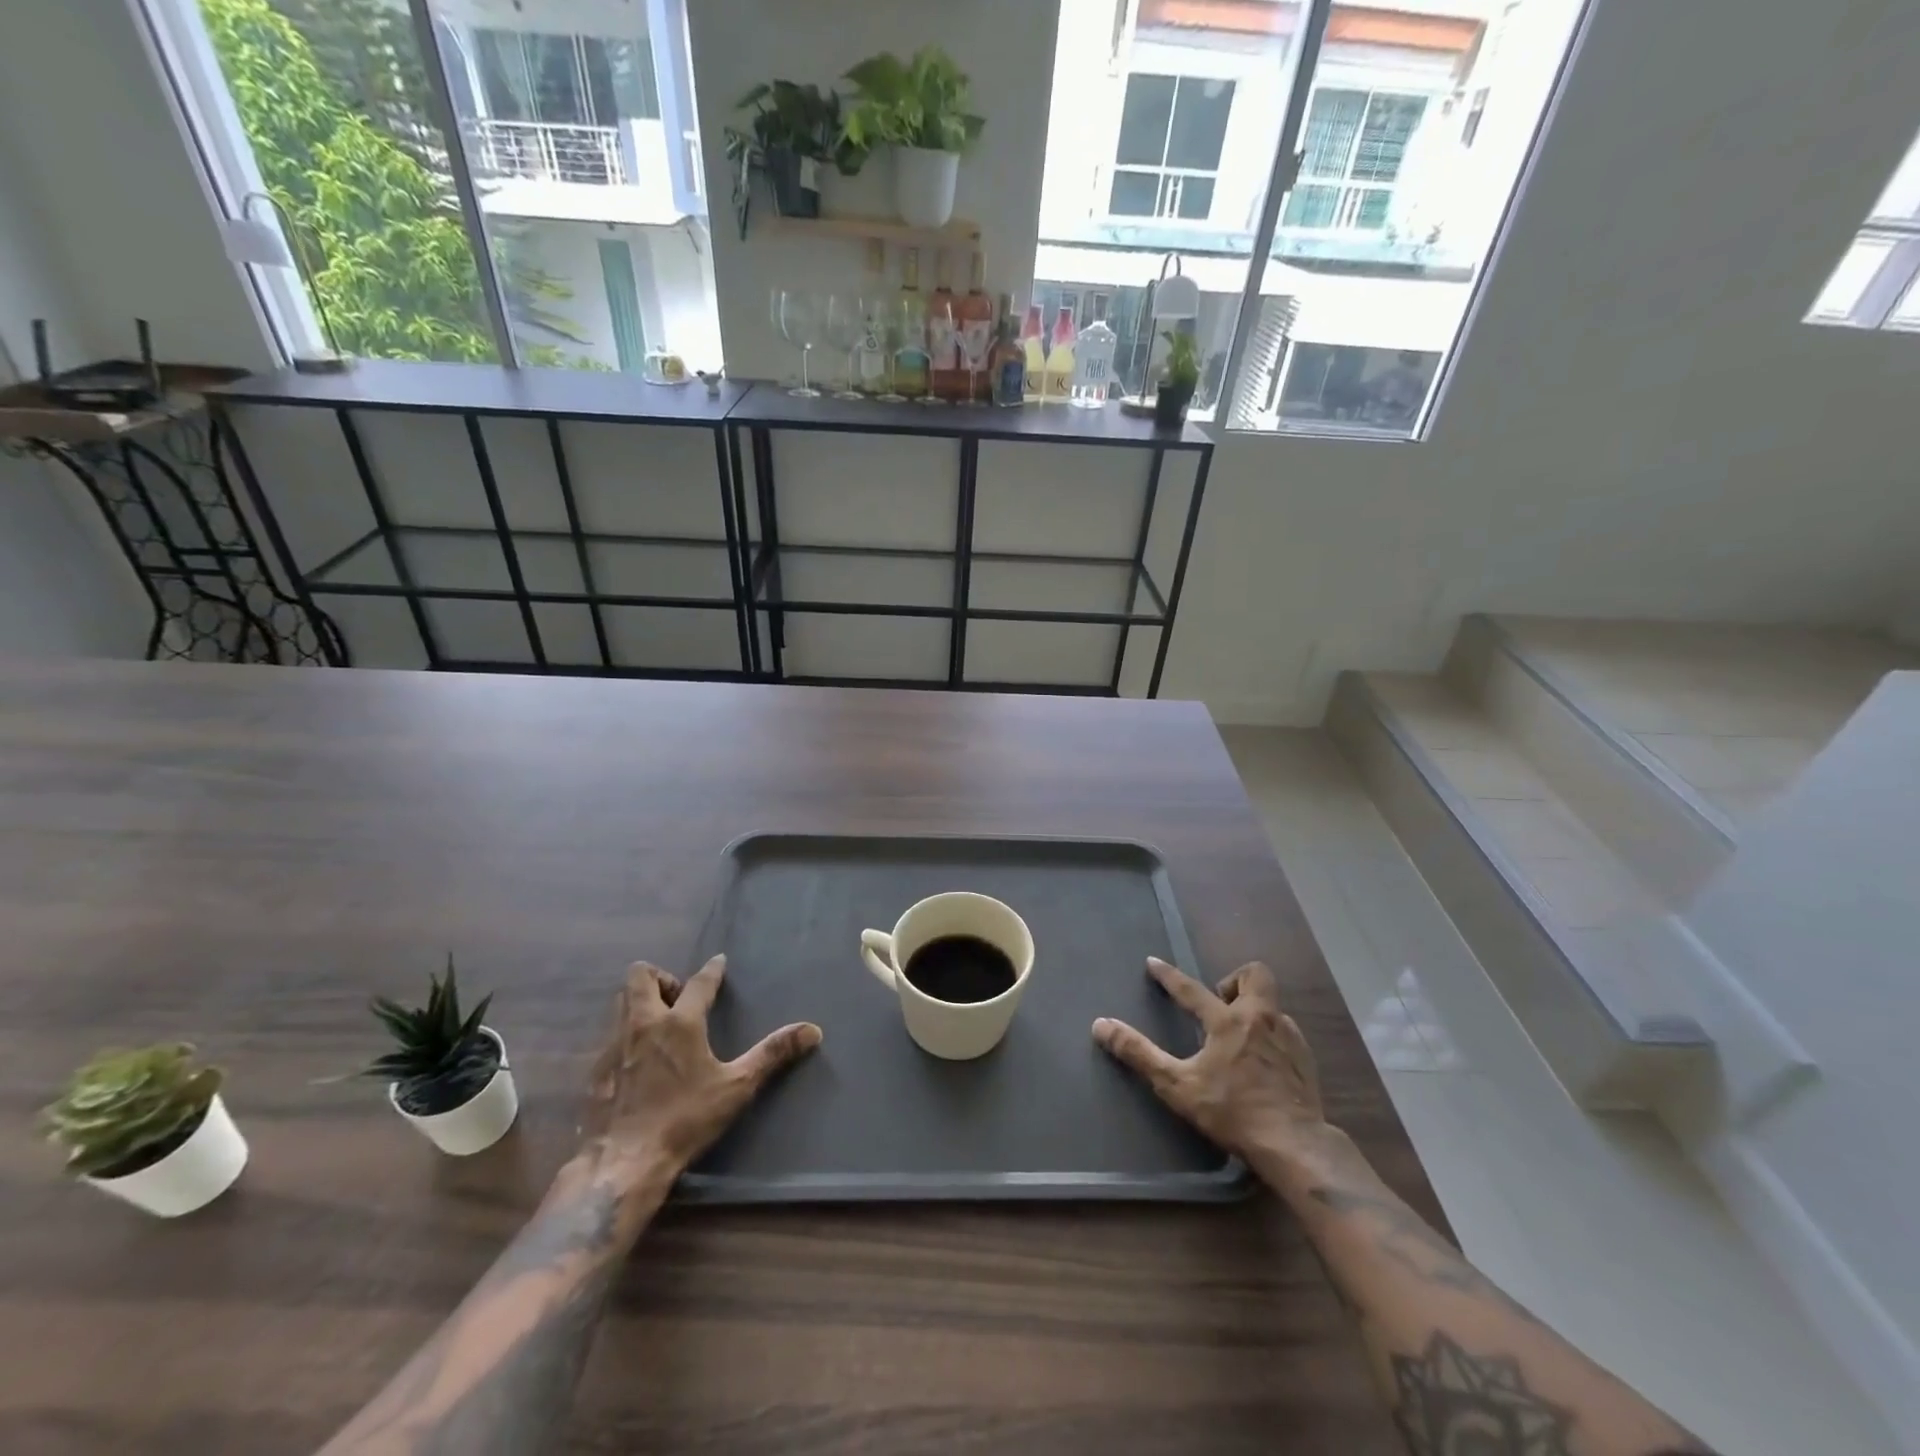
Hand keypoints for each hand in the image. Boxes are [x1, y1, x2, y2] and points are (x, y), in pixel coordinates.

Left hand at [581, 957, 820, 1178]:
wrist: (622, 1164)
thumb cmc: (684, 1120)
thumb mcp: (737, 1087)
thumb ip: (773, 1054)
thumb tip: (813, 1030)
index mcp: (679, 1023)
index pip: (699, 982)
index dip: (712, 970)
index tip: (718, 962)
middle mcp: (643, 1024)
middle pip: (640, 975)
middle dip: (661, 977)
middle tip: (679, 998)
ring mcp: (613, 1045)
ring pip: (620, 1001)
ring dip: (640, 1001)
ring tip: (660, 1024)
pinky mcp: (594, 1070)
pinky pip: (609, 1034)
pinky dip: (626, 1034)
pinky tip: (638, 1060)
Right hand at [1093, 958, 1333, 1167]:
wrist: (1295, 1145)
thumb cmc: (1232, 1112)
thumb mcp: (1177, 1085)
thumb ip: (1139, 1054)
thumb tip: (1101, 1025)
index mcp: (1228, 1021)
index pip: (1191, 989)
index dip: (1169, 975)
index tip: (1153, 962)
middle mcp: (1261, 1019)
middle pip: (1254, 975)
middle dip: (1233, 981)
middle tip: (1217, 1004)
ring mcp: (1289, 1037)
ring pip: (1272, 1004)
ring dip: (1253, 1009)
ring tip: (1238, 1034)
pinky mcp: (1306, 1059)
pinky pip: (1286, 1030)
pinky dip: (1270, 1034)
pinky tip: (1263, 1059)